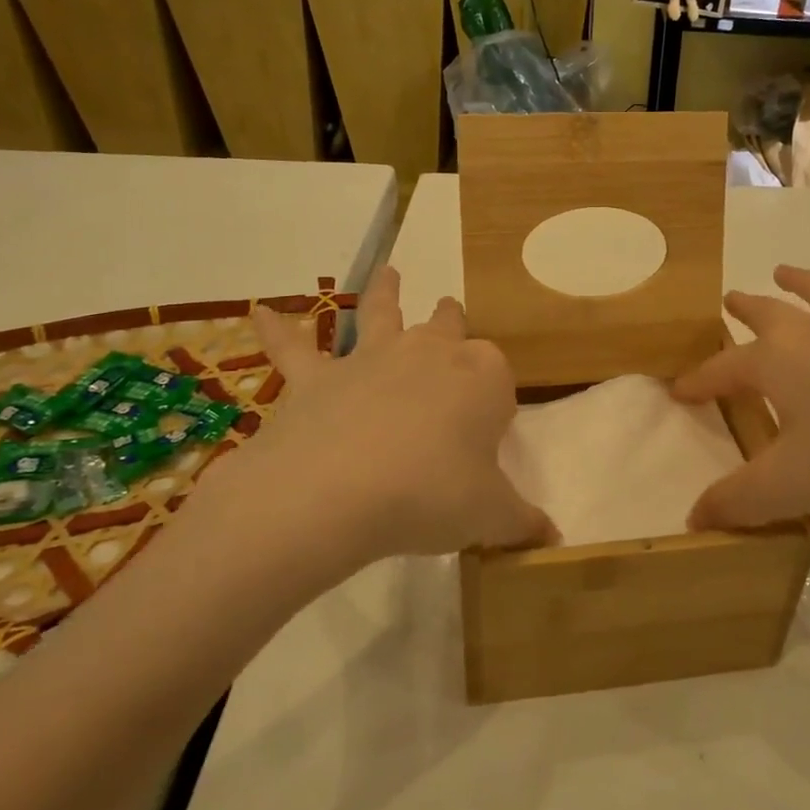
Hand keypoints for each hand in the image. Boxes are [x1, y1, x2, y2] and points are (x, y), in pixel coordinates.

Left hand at [188, 266, 556, 577]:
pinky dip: (276, 330)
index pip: (498, 377)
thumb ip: (522, 522)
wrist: (340, 491)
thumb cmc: (433, 495)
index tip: (488, 433)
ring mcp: (372, 358)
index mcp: (482, 377)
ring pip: (383, 313)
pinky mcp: (318, 377)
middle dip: (452, 319)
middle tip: (452, 310)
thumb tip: (552, 538)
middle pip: (448, 326)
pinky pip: (294, 348)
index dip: (495, 402)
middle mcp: (430, 353)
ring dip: (387, 292)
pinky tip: (257, 313)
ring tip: (389, 272)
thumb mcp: (491, 516)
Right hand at [672, 266, 809, 528]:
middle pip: (770, 313)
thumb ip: (737, 502)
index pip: (723, 369)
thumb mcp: (787, 486)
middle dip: (746, 307)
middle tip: (730, 299)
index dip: (698, 381)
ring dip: (803, 283)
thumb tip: (694, 519)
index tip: (679, 391)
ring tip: (786, 272)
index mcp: (777, 362)